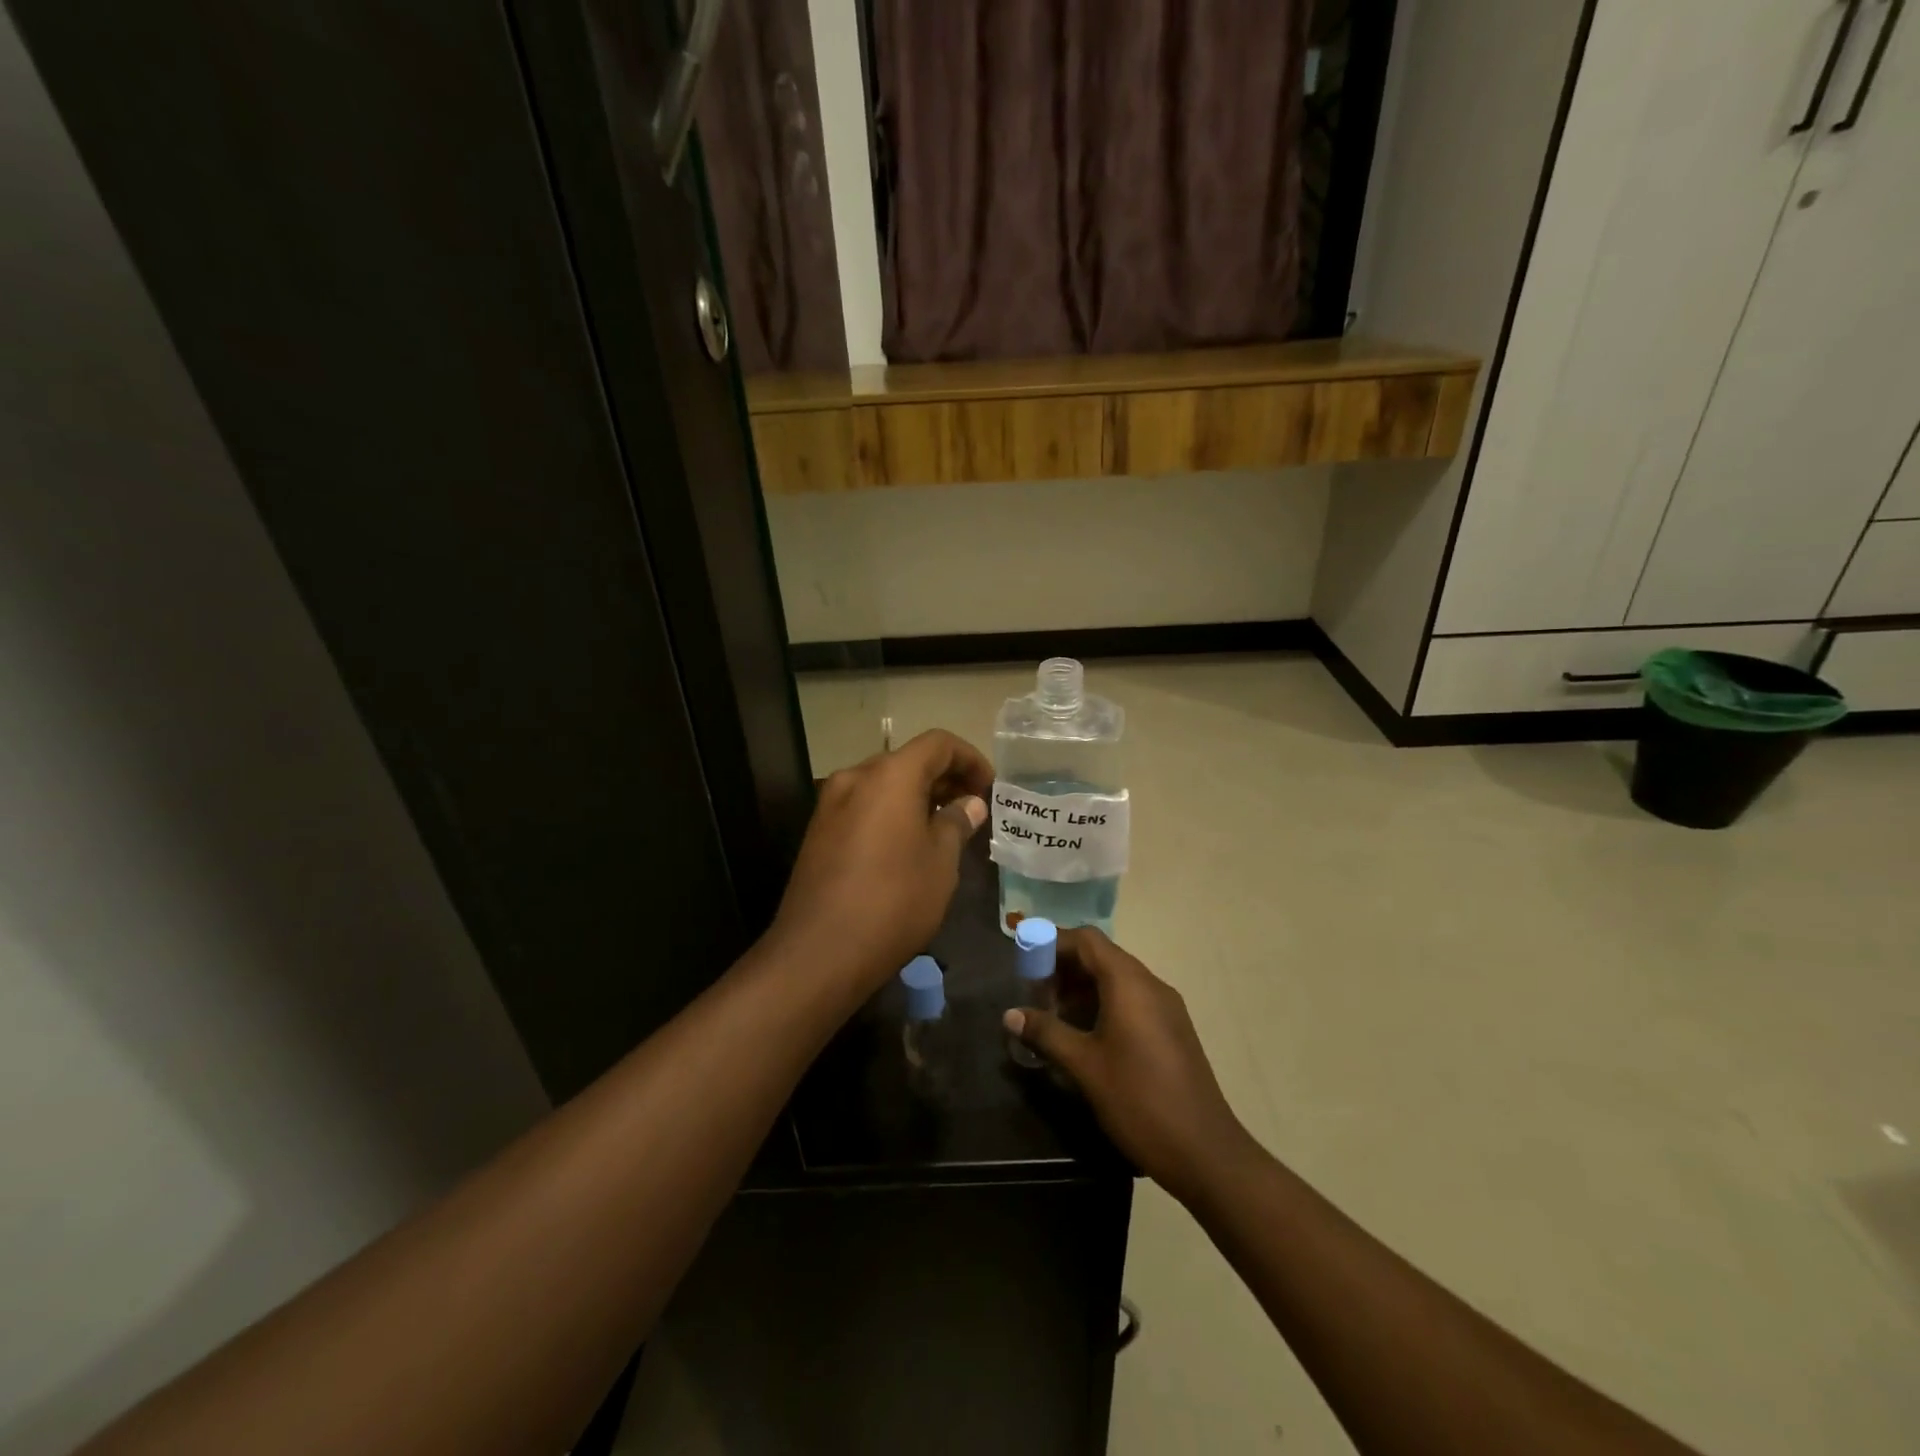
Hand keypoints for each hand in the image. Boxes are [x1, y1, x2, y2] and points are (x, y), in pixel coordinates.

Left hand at [769, 730, 991, 995]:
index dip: (970, 759)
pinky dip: (892, 813)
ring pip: (884, 785)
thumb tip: (969, 804)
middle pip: (908, 761)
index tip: (990, 788)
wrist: (820, 952)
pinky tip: (909, 845)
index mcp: (890, 775)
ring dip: (918, 797)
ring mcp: (831, 804)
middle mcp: (856, 778)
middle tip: (973, 809)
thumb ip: (956, 823)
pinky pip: (864, 807)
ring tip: (945, 828)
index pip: (938, 744)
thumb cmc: (894, 900)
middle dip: (945, 778)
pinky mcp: (819, 832)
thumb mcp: (940, 862)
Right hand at [1005, 928, 1252, 1200]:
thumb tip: (1010, 1014)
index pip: (1086, 940)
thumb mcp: (1084, 1066)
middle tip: (1034, 994)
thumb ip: (1046, 1033)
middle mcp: (1150, 984)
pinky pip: (1131, 1000)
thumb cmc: (1139, 1100)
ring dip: (1082, 989)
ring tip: (1053, 1017)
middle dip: (1063, 969)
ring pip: (1116, 980)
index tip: (1024, 959)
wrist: (1205, 1152)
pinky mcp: (1171, 1029)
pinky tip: (1084, 1036)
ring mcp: (1165, 1007)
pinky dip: (1102, 1005)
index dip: (1052, 942)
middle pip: (1101, 957)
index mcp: (1129, 983)